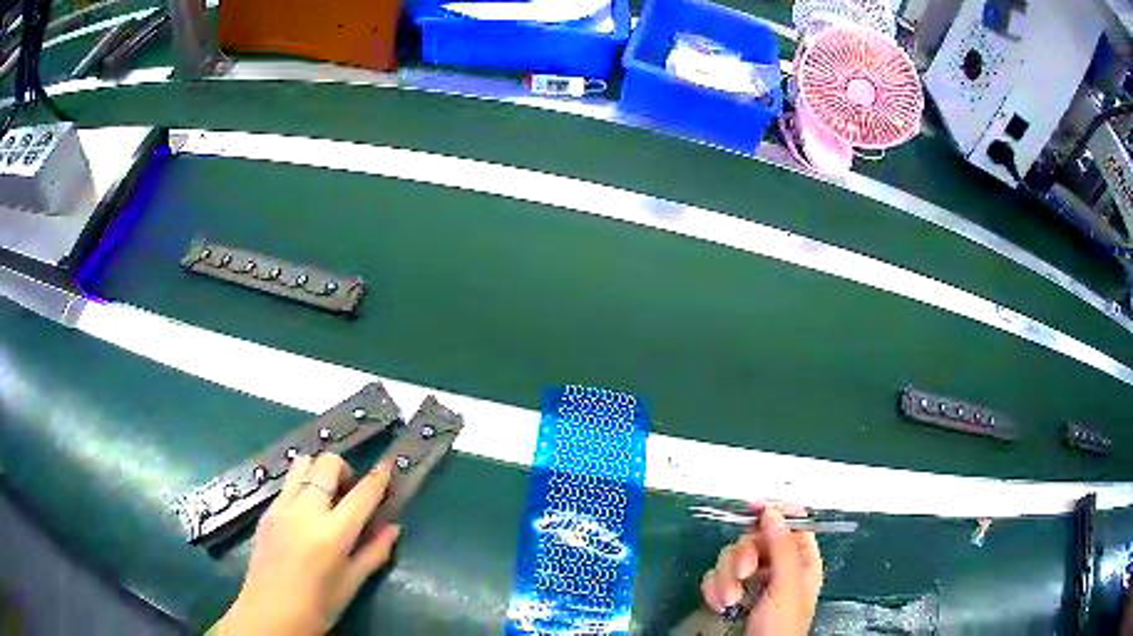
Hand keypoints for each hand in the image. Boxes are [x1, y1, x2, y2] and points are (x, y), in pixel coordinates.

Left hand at [212, 454, 401, 635]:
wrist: (270, 612)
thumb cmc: (319, 605)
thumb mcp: (352, 583)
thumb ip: (374, 552)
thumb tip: (393, 528)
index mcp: (333, 532)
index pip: (362, 494)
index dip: (379, 477)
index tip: (387, 466)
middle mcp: (307, 509)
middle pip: (328, 464)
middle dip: (345, 469)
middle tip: (350, 492)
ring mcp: (282, 506)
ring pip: (302, 464)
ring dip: (319, 471)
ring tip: (325, 494)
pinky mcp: (267, 511)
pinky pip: (287, 484)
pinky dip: (301, 485)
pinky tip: (304, 512)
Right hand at [700, 503, 822, 635]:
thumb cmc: (781, 625)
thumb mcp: (787, 586)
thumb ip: (782, 548)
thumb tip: (772, 512)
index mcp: (801, 560)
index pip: (793, 522)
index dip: (776, 511)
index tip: (754, 506)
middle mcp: (776, 566)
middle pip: (755, 538)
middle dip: (743, 556)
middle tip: (743, 574)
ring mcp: (752, 580)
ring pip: (732, 556)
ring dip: (726, 578)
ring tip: (730, 600)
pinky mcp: (731, 592)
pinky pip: (715, 576)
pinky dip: (714, 589)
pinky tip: (721, 605)